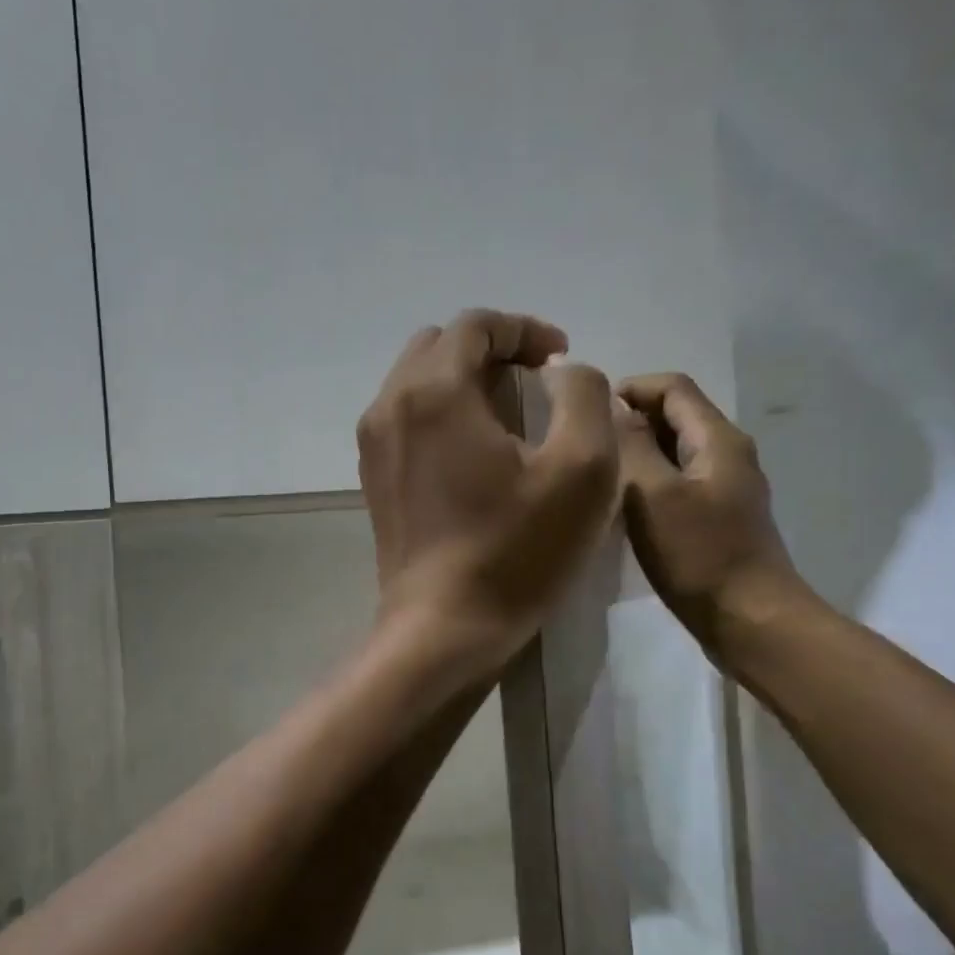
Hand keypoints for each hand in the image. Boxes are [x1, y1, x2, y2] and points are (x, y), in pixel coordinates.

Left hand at [358, 309, 616, 673]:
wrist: (443, 629)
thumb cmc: (516, 552)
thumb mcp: (582, 469)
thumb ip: (582, 395)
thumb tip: (559, 370)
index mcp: (434, 391)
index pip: (476, 325)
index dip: (525, 330)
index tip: (561, 359)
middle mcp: (390, 405)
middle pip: (439, 346)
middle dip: (491, 350)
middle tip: (534, 382)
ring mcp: (373, 444)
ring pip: (417, 381)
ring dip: (463, 381)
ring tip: (507, 415)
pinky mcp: (372, 478)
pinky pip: (405, 418)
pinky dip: (440, 413)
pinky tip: (473, 451)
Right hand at [615, 372, 806, 655]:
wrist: (749, 619)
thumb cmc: (699, 555)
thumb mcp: (653, 496)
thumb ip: (633, 447)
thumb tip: (614, 409)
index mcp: (718, 439)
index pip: (673, 387)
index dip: (630, 388)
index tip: (589, 411)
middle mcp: (728, 454)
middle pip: (676, 416)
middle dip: (631, 421)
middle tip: (587, 445)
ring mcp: (726, 487)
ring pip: (676, 452)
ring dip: (638, 453)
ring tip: (599, 474)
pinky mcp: (719, 518)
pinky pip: (679, 483)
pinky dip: (650, 482)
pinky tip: (624, 507)